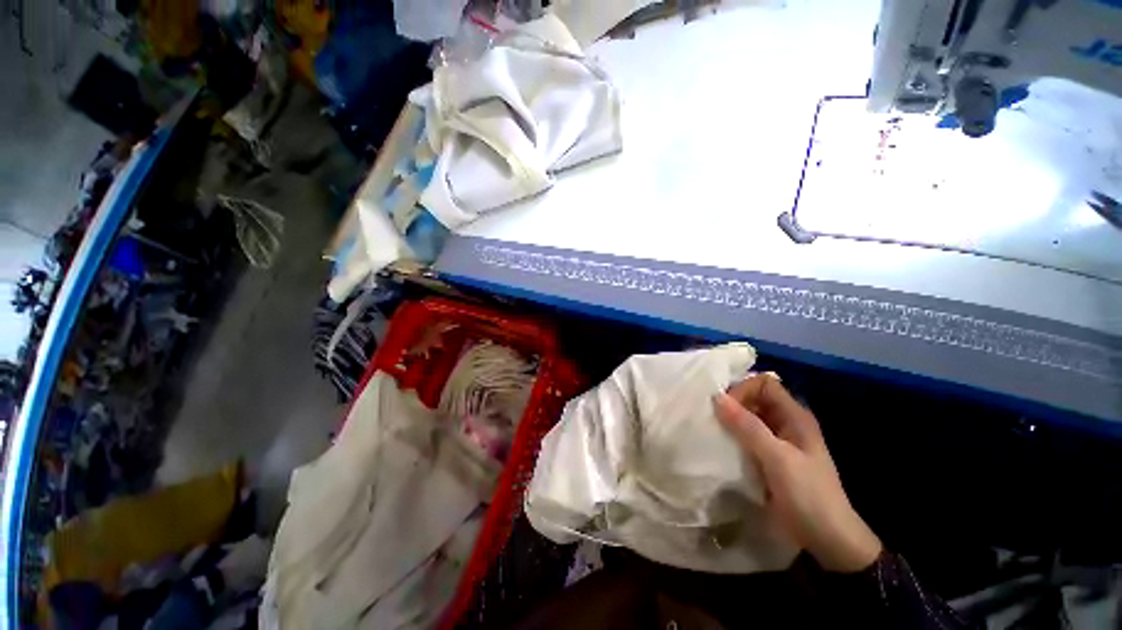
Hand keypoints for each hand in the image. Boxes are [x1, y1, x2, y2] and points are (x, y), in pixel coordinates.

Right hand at [714, 374, 881, 572]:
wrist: (827, 540)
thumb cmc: (808, 494)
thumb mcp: (778, 458)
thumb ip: (747, 427)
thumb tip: (717, 397)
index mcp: (794, 416)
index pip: (763, 384)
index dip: (743, 389)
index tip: (725, 407)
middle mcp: (785, 422)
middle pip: (754, 398)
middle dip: (732, 403)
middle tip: (712, 416)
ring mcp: (776, 440)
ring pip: (747, 417)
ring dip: (729, 420)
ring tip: (711, 428)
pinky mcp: (768, 457)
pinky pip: (745, 436)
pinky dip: (732, 436)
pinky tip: (720, 444)